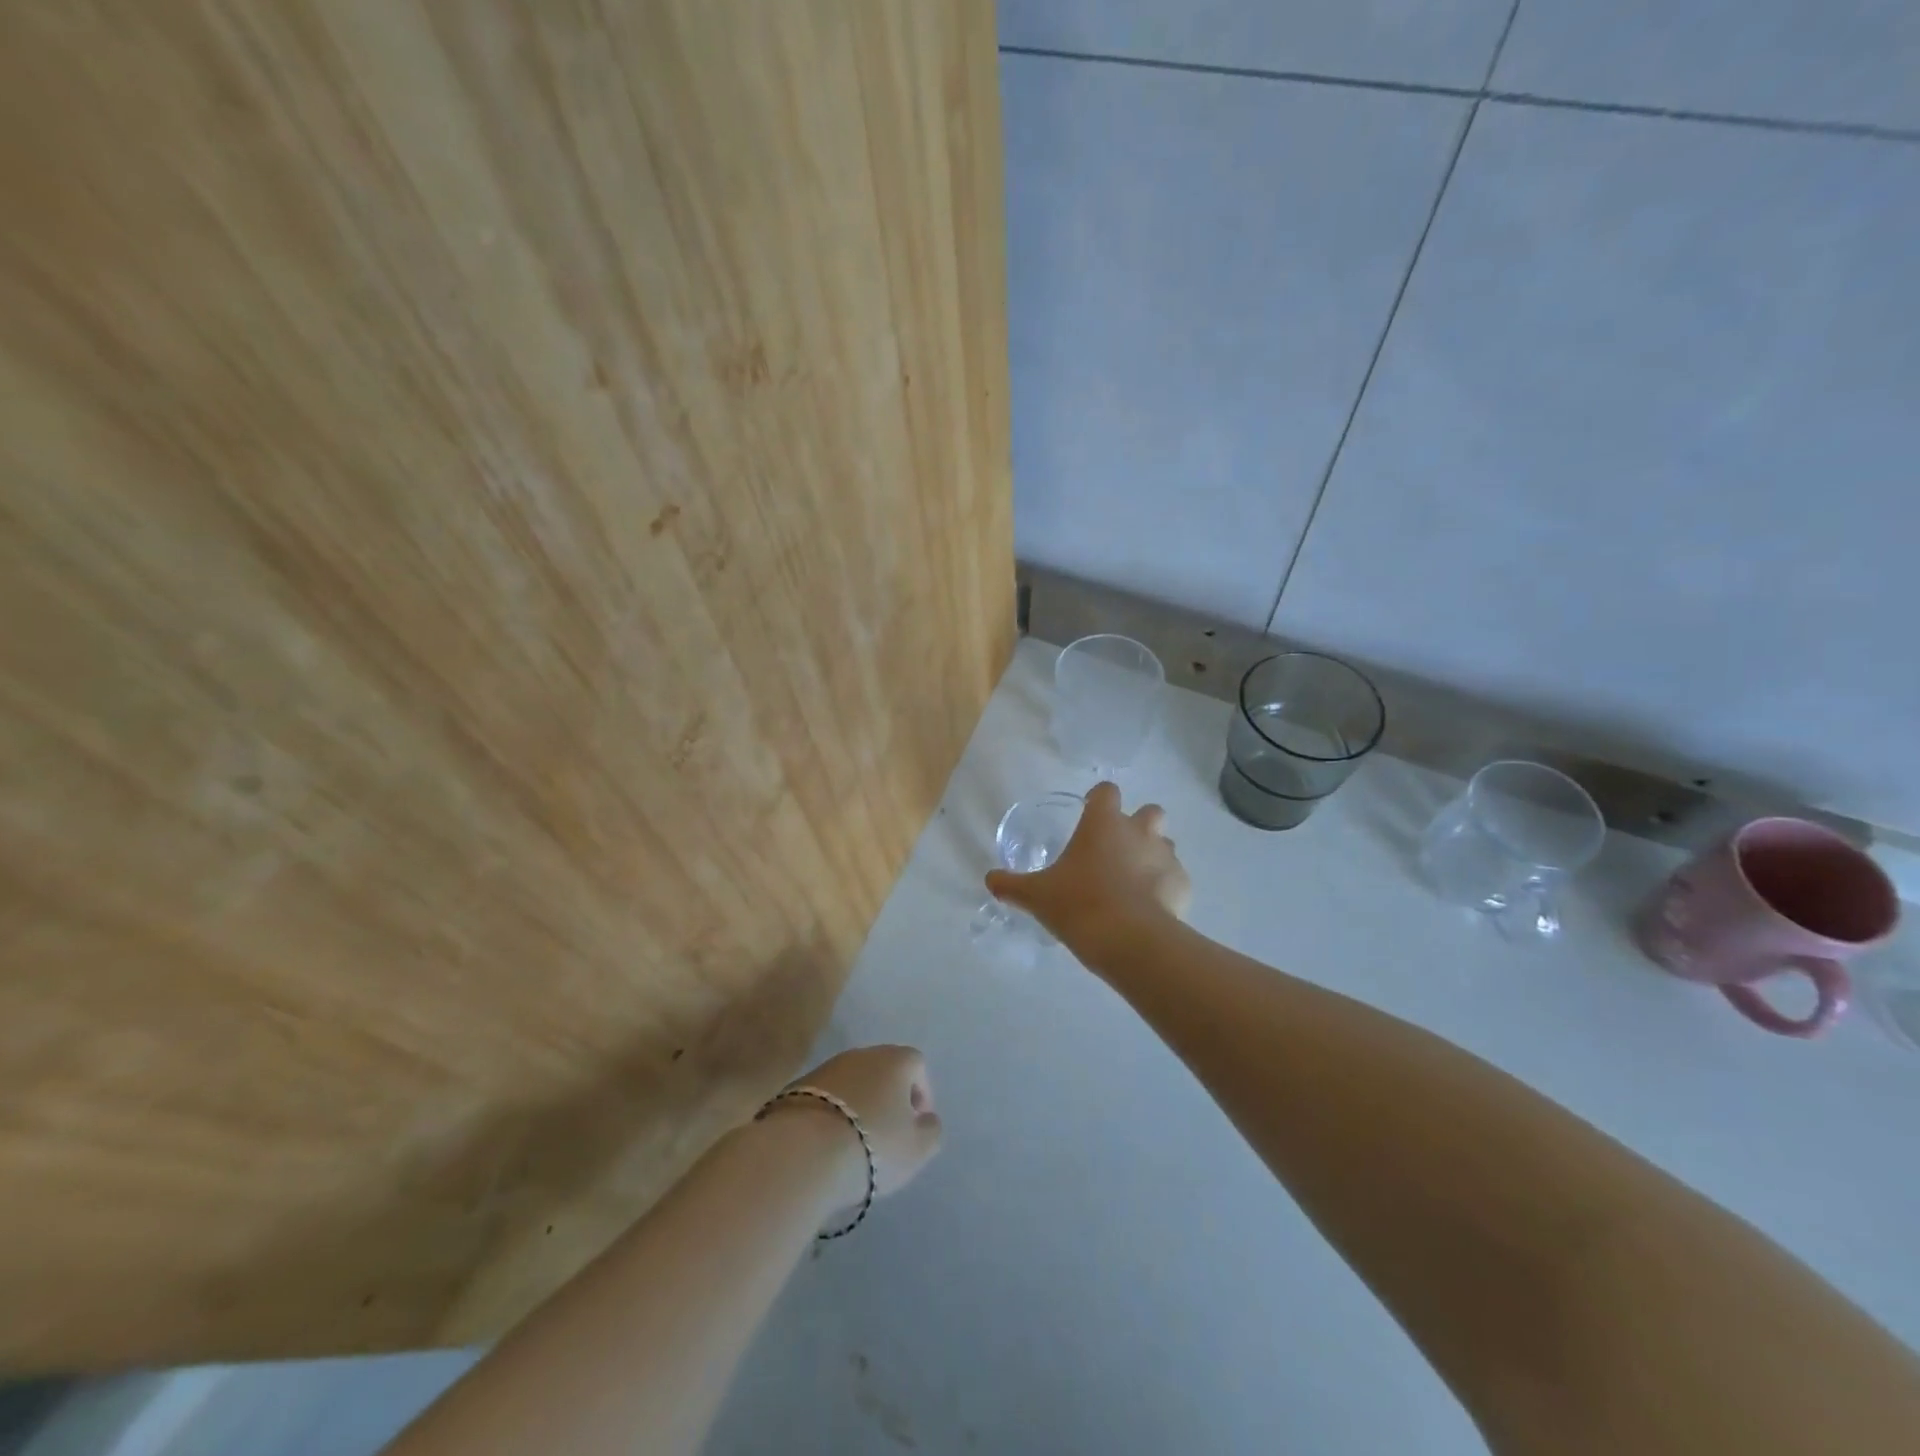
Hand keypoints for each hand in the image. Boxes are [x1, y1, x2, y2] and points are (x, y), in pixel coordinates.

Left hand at [776, 1045, 942, 1210]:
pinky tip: (829, 1142)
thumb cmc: (873, 1145)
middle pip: (882, 1069)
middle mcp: (861, 1054)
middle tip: (889, 1131)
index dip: (922, 1092)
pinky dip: (832, 1113)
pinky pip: (826, 1096)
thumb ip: (931, 1130)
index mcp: (895, 1060)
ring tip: (857, 1140)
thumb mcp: (917, 1148)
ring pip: (852, 1081)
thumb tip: (926, 1119)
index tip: (917, 1123)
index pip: (916, 1064)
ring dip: (859, 1103)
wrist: (803, 1151)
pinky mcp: (797, 1086)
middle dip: (889, 1096)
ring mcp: (826, 1067)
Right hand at [985, 781, 1190, 960]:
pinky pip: (1176, 878)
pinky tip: (1149, 909)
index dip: (1098, 799)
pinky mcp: (1183, 885)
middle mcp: (1139, 831)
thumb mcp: (1036, 895)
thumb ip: (1011, 885)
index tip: (1090, 813)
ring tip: (1133, 882)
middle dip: (1138, 824)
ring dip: (1153, 855)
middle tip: (1117, 850)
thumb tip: (990, 879)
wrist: (1129, 940)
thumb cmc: (1078, 904)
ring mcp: (1166, 857)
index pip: (1106, 791)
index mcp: (1103, 823)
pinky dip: (1166, 888)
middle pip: (1150, 811)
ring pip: (1166, 844)